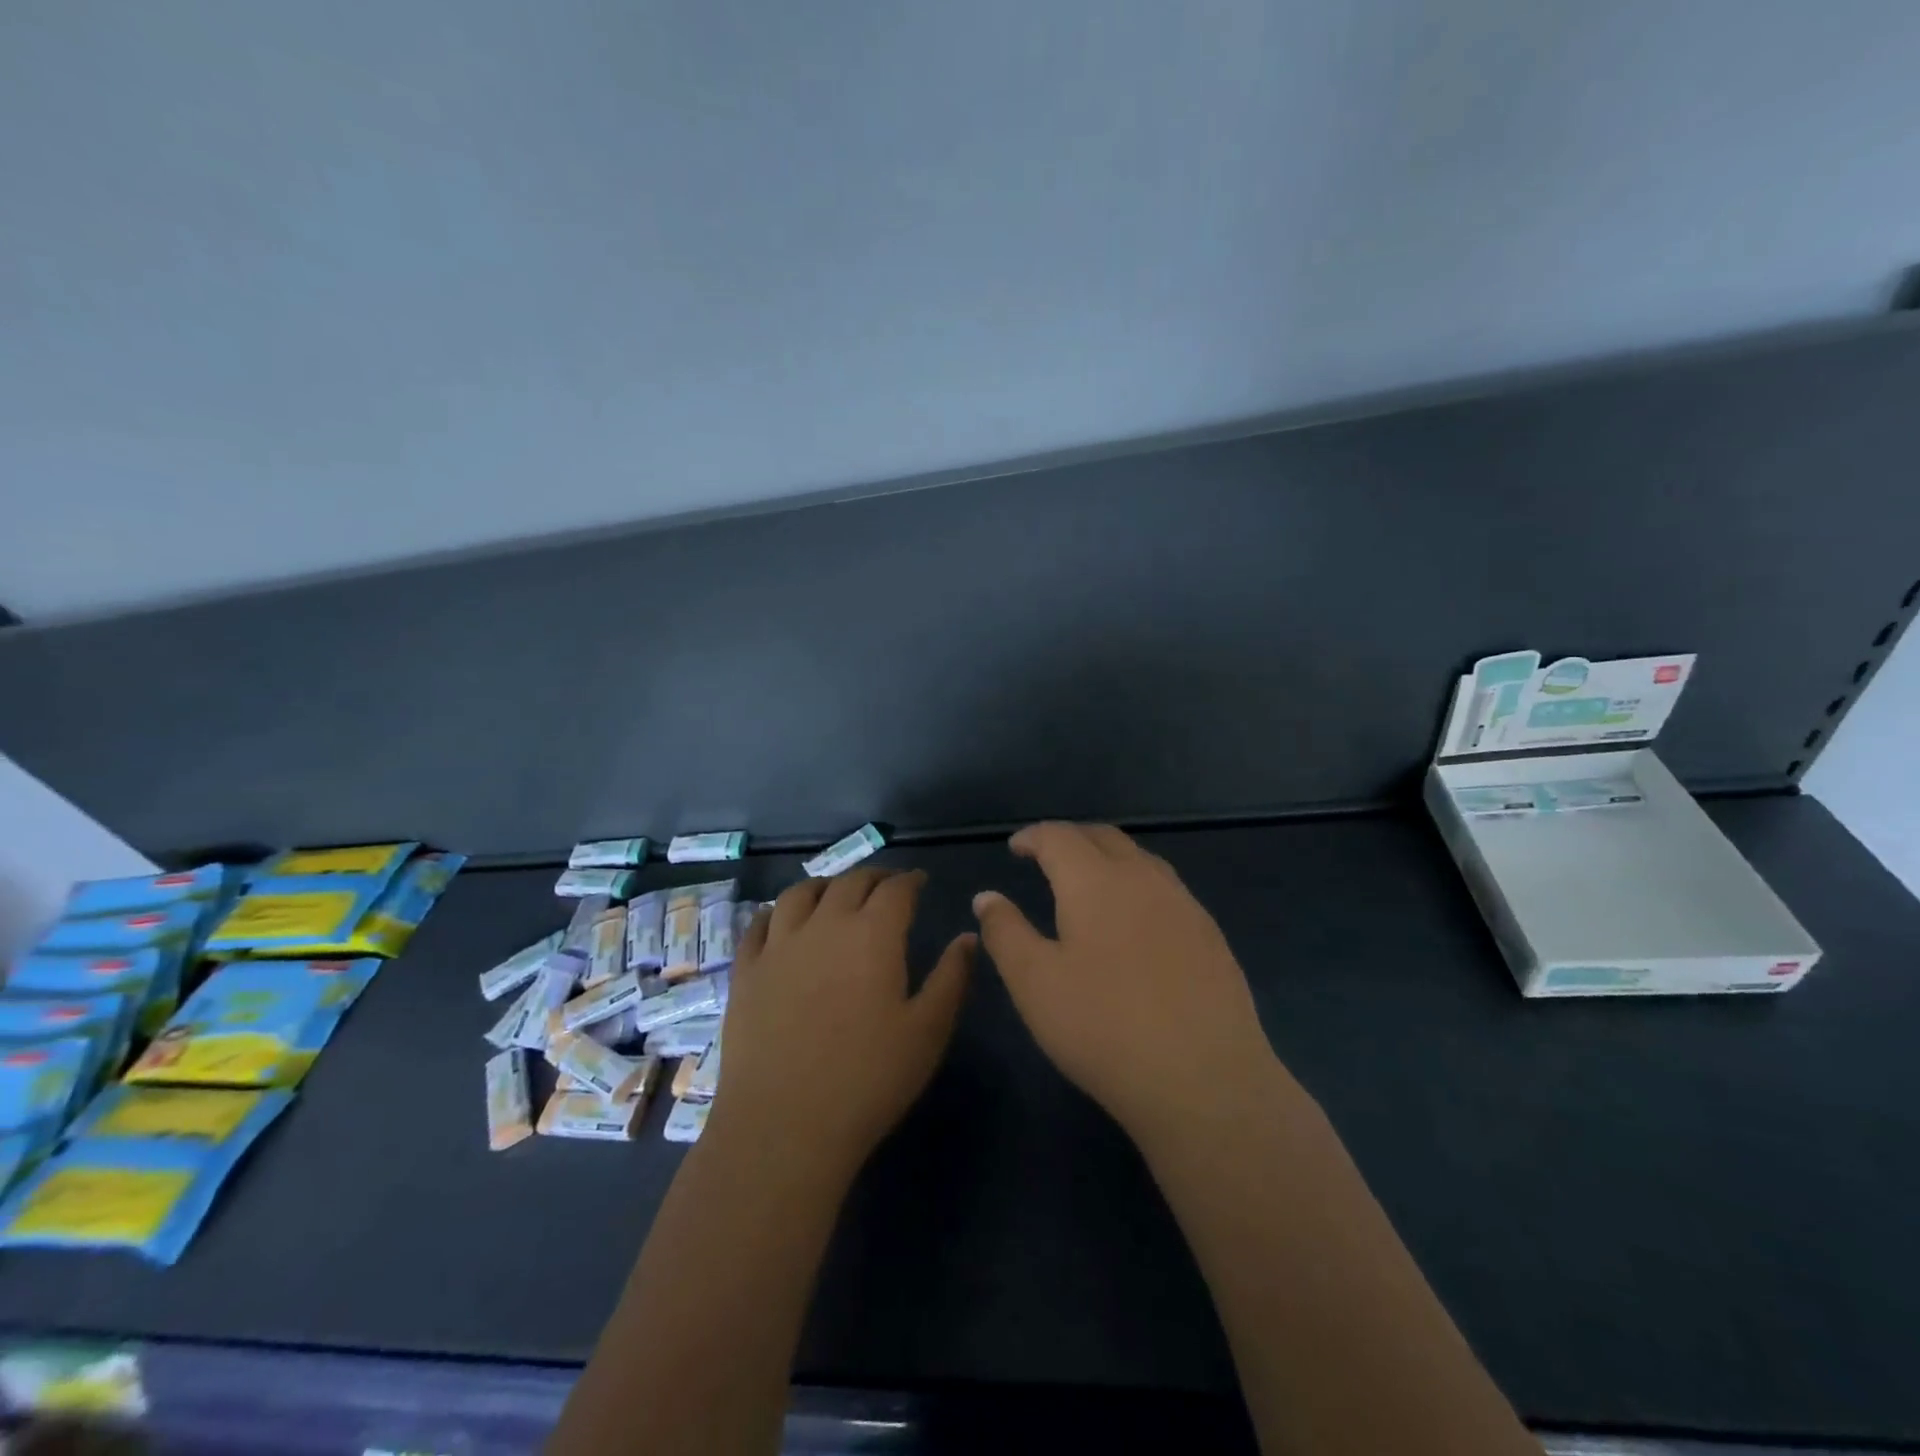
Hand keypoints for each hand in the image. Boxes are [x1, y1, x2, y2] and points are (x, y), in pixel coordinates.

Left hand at [712, 869, 972, 1173]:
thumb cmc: (868, 1079)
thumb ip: (952, 977)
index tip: (920, 882)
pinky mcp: (746, 972)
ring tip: (834, 891)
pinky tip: (780, 919)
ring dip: (824, 885)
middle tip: (886, 885)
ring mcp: (778, 946)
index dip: (910, 880)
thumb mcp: (928, 1031)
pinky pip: (757, 925)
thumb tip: (969, 936)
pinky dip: (774, 912)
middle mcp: (824, 925)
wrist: (785, 1125)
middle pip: (849, 883)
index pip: (895, 889)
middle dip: (873, 877)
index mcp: (873, 934)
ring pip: (799, 894)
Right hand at [973, 823, 1281, 1137]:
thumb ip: (1006, 932)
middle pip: (1104, 838)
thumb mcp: (1034, 983)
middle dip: (1072, 839)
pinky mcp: (1210, 935)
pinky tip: (1136, 921)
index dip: (1034, 836)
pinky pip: (1166, 889)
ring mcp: (1184, 905)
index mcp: (1096, 882)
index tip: (1016, 847)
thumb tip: (986, 896)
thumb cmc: (1104, 1027)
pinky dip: (1138, 885)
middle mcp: (1143, 879)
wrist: (1205, 1080)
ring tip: (1089, 883)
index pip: (1060, 837)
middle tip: (1048, 856)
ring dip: (1108, 858)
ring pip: (1140, 860)